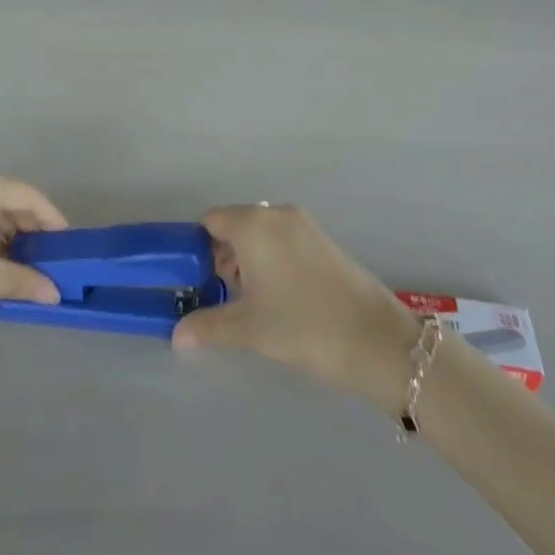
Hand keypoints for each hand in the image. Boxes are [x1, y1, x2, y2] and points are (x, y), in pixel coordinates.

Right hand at [173, 205, 420, 415]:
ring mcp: (304, 225)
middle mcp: (277, 214)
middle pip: (235, 224)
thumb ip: (208, 326)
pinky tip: (277, 298)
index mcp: (254, 224)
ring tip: (248, 302)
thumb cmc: (303, 325)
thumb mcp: (249, 329)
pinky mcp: (323, 241)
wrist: (376, 340)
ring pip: (260, 234)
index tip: (194, 280)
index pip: (210, 221)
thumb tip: (177, 335)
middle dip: (222, 256)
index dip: (196, 248)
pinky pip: (283, 240)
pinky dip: (271, 260)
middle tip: (220, 295)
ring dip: (247, 260)